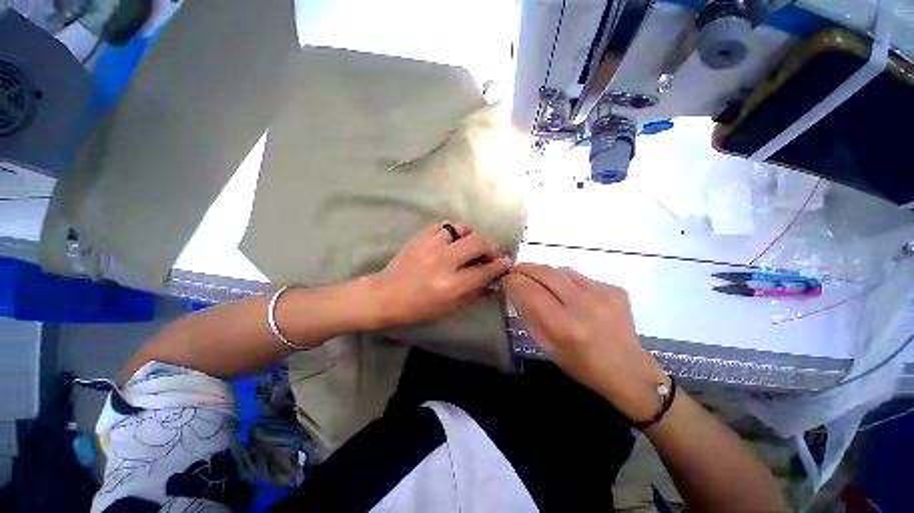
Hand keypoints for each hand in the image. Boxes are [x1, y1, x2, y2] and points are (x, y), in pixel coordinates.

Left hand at [366, 223, 511, 328]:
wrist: (385, 295)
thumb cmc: (417, 308)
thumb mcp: (449, 308)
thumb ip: (474, 293)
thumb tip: (493, 281)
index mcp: (451, 284)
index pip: (485, 271)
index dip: (499, 266)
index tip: (506, 263)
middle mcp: (443, 261)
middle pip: (478, 243)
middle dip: (491, 248)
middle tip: (491, 255)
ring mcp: (430, 245)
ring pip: (462, 228)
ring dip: (472, 236)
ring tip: (471, 245)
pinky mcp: (420, 237)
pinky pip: (444, 226)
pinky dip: (454, 232)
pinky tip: (453, 241)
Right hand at [503, 263, 667, 421]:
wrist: (627, 370)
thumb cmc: (581, 365)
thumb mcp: (546, 346)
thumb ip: (528, 315)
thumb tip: (514, 290)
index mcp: (565, 326)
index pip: (530, 291)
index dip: (513, 281)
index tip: (506, 279)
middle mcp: (584, 305)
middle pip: (546, 273)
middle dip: (525, 268)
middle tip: (516, 270)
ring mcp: (603, 294)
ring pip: (562, 271)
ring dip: (545, 273)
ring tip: (540, 280)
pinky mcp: (614, 289)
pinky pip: (580, 277)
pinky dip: (567, 281)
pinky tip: (569, 293)